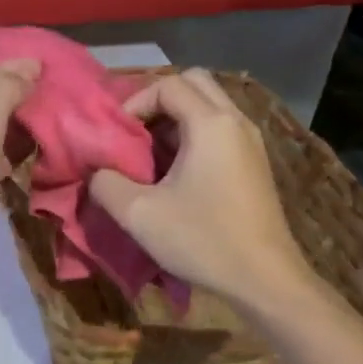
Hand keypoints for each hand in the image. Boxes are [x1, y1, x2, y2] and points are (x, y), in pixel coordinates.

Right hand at [90, 68, 312, 309]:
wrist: (265, 280)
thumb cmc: (202, 240)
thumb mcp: (139, 214)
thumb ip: (106, 184)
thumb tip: (97, 171)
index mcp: (211, 124)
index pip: (168, 85)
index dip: (135, 102)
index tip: (117, 134)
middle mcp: (236, 122)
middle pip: (195, 83)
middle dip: (159, 100)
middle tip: (135, 133)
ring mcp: (251, 142)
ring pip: (210, 106)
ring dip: (177, 120)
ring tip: (151, 155)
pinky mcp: (256, 164)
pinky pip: (221, 130)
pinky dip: (195, 136)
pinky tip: (177, 174)